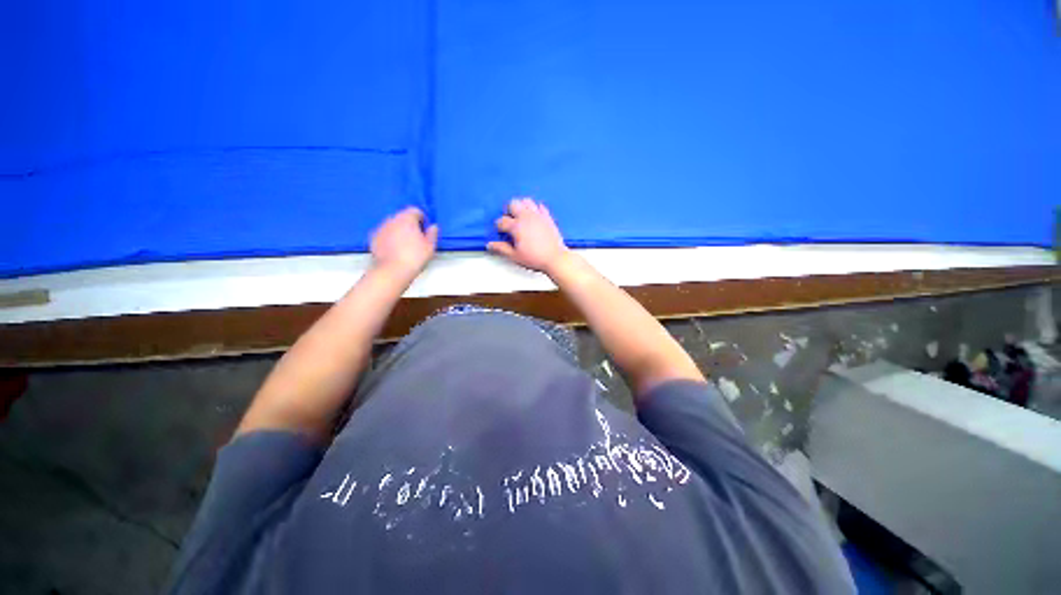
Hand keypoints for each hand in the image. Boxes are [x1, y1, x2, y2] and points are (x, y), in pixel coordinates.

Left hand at [370, 207, 438, 275]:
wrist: (392, 270)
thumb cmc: (414, 257)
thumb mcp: (430, 246)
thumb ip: (432, 233)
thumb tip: (433, 227)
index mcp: (407, 218)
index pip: (415, 210)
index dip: (422, 219)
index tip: (425, 230)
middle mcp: (392, 219)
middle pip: (402, 217)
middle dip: (409, 224)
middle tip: (416, 238)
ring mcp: (380, 228)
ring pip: (392, 225)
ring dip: (399, 231)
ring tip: (405, 245)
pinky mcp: (373, 238)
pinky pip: (384, 234)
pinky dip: (389, 238)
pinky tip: (395, 250)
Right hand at [488, 198, 569, 273]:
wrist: (555, 258)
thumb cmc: (536, 258)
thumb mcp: (515, 256)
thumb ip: (501, 248)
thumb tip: (490, 245)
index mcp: (516, 226)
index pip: (502, 221)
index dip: (499, 226)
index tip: (501, 232)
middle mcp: (526, 217)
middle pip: (513, 203)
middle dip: (509, 211)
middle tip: (510, 222)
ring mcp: (538, 215)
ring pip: (526, 201)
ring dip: (522, 207)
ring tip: (521, 217)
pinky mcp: (548, 217)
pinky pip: (540, 206)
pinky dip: (535, 209)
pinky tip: (534, 217)